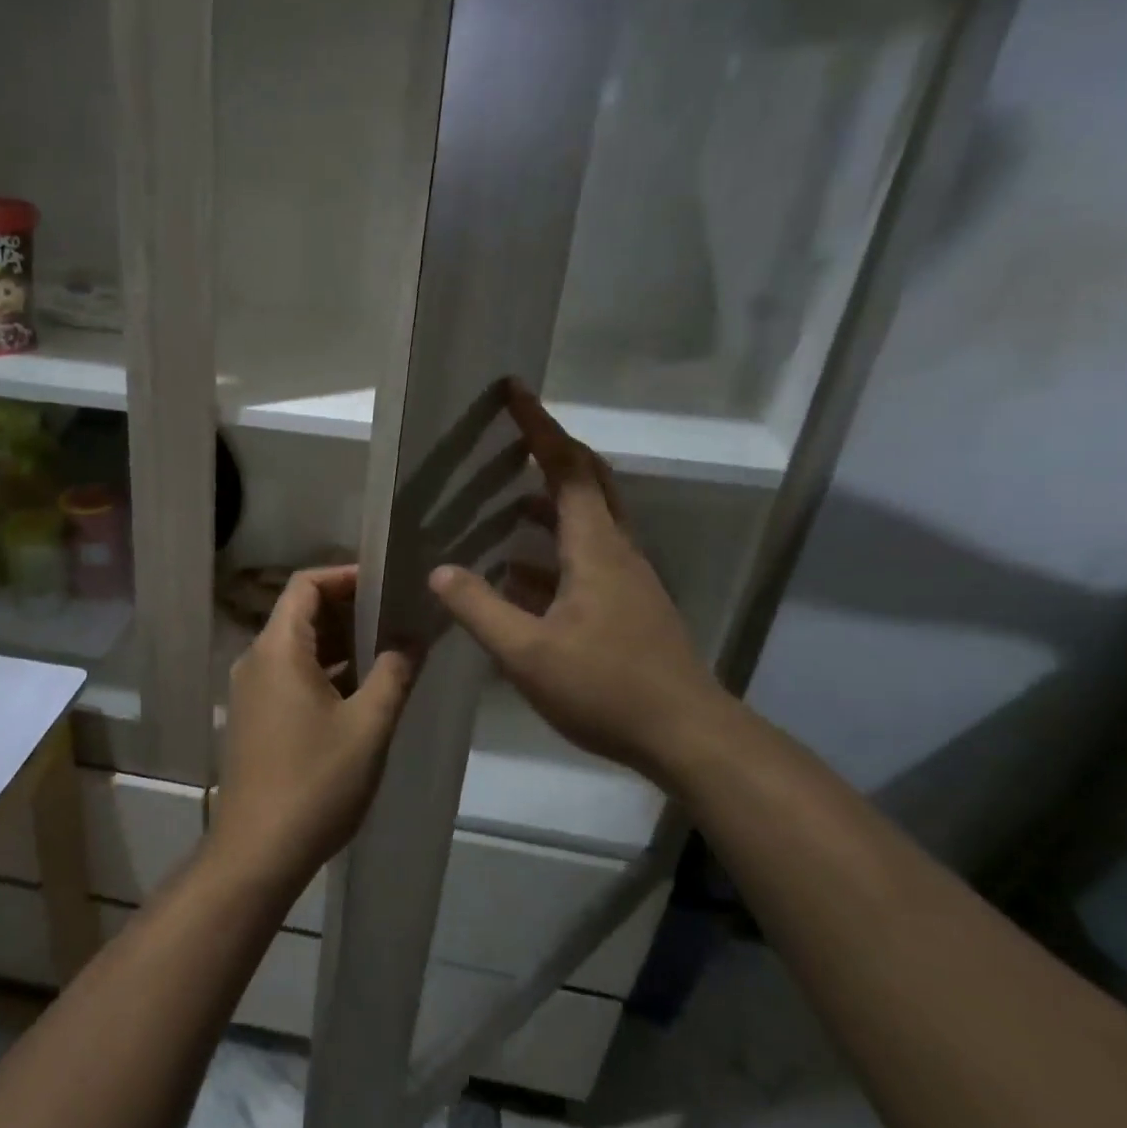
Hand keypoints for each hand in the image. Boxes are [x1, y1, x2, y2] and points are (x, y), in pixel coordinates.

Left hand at [213, 567, 414, 888]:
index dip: (345, 576)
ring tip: (390, 650)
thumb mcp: (369, 725)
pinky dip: (325, 672)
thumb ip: (395, 673)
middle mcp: (256, 660)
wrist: (258, 852)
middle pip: (301, 613)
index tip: (387, 584)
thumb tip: (412, 638)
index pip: (306, 585)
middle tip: (399, 617)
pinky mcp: (255, 718)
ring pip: (298, 647)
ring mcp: (251, 691)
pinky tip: (363, 690)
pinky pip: (291, 676)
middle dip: (350, 610)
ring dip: (341, 644)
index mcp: (278, 649)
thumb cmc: (316, 782)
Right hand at [429, 380, 735, 778]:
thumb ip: (479, 609)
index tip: (513, 391)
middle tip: (510, 437)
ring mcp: (626, 580)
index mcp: (596, 549)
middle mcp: (616, 552)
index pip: (567, 468)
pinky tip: (518, 575)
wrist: (686, 736)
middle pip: (588, 483)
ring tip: (503, 501)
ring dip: (548, 504)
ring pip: (587, 523)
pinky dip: (551, 553)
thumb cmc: (607, 688)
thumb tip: (440, 570)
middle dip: (550, 453)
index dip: (538, 427)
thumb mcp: (527, 653)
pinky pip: (585, 560)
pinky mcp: (628, 608)